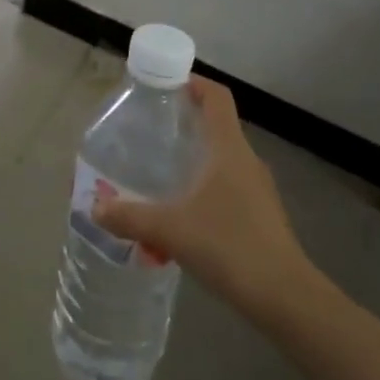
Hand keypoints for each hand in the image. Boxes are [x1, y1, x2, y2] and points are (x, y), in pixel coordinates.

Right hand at [92, 76, 335, 326]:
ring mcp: (257, 189)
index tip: (165, 83)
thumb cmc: (229, 246)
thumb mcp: (170, 229)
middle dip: (184, 122)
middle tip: (149, 129)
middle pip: (216, 125)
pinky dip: (203, 187)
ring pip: (221, 159)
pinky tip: (181, 212)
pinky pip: (226, 186)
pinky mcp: (260, 215)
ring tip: (159, 170)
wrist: (285, 298)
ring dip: (193, 157)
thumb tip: (94, 207)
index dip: (193, 81)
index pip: (216, 96)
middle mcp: (246, 160)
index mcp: (229, 149)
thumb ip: (129, 216)